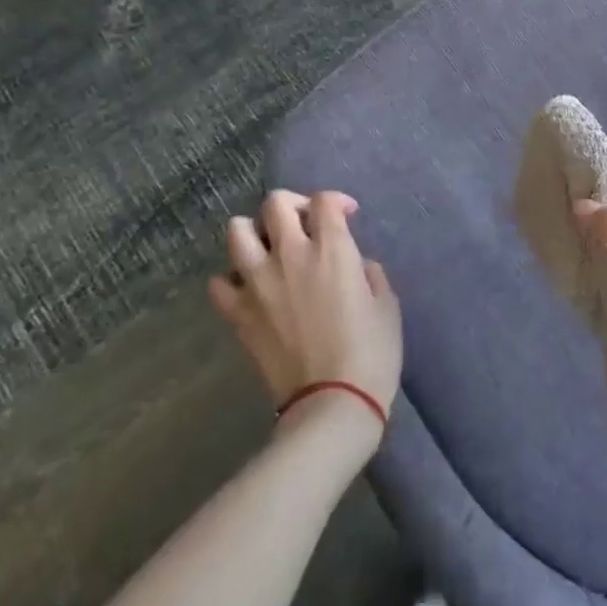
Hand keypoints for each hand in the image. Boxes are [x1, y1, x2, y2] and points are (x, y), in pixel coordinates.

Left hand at [208, 190, 402, 444]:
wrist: (332, 405)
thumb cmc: (371, 355)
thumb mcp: (387, 306)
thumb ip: (370, 274)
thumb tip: (356, 265)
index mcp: (332, 249)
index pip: (324, 200)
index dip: (336, 201)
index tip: (346, 216)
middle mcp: (291, 254)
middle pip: (276, 203)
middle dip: (293, 206)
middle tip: (306, 226)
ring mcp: (259, 282)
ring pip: (237, 231)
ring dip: (254, 232)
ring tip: (270, 249)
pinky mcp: (239, 314)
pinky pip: (219, 282)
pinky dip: (231, 279)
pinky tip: (249, 288)